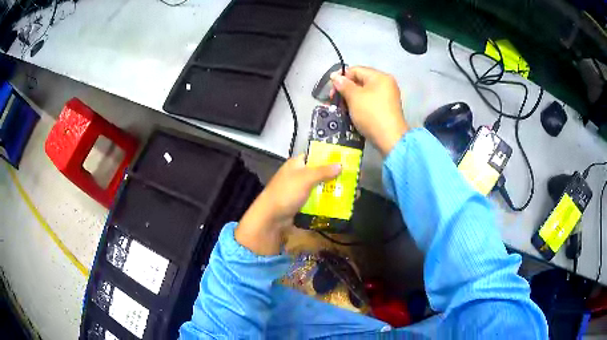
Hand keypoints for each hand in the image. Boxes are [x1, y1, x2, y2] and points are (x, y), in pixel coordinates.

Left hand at [236, 155, 340, 254]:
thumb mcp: (306, 178)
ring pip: (318, 187)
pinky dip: (325, 201)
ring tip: (349, 192)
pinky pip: (315, 200)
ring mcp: (298, 190)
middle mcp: (297, 175)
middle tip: (351, 179)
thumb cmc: (286, 193)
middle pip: (318, 172)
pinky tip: (338, 203)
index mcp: (296, 164)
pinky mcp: (300, 204)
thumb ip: (323, 171)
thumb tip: (341, 165)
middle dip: (333, 176)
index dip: (328, 156)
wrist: (271, 218)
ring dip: (330, 190)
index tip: (345, 160)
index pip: (314, 155)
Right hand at [331, 66, 408, 155]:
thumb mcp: (354, 97)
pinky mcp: (386, 109)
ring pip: (363, 93)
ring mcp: (387, 97)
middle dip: (345, 89)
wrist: (390, 139)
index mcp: (380, 77)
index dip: (341, 77)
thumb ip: (343, 84)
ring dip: (350, 99)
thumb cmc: (371, 114)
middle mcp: (385, 84)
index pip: (356, 70)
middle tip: (334, 100)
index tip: (331, 89)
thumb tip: (335, 76)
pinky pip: (369, 102)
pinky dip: (358, 105)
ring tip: (340, 108)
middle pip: (360, 81)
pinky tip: (350, 113)